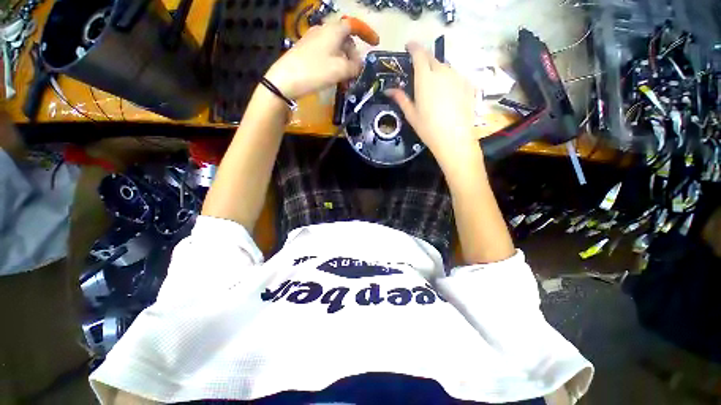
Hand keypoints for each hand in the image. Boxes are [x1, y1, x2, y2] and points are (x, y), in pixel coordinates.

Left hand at [265, 20, 365, 99]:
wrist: (285, 80)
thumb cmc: (315, 71)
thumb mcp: (340, 70)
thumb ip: (355, 66)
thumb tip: (360, 65)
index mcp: (333, 30)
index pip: (354, 25)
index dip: (367, 33)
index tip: (375, 44)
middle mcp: (323, 31)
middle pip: (345, 39)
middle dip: (354, 55)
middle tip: (356, 73)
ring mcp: (313, 41)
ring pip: (336, 49)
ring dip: (344, 64)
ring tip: (345, 81)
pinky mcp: (307, 51)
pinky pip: (327, 55)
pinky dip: (334, 65)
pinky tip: (334, 79)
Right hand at [387, 42, 477, 166]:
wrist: (454, 138)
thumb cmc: (428, 128)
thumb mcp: (411, 114)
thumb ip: (401, 98)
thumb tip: (389, 90)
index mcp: (425, 78)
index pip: (419, 54)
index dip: (413, 47)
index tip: (408, 46)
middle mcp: (442, 72)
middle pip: (432, 58)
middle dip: (424, 59)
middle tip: (419, 69)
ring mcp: (457, 77)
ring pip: (445, 66)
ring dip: (437, 70)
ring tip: (433, 84)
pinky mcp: (468, 84)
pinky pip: (455, 75)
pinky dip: (448, 79)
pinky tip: (447, 92)